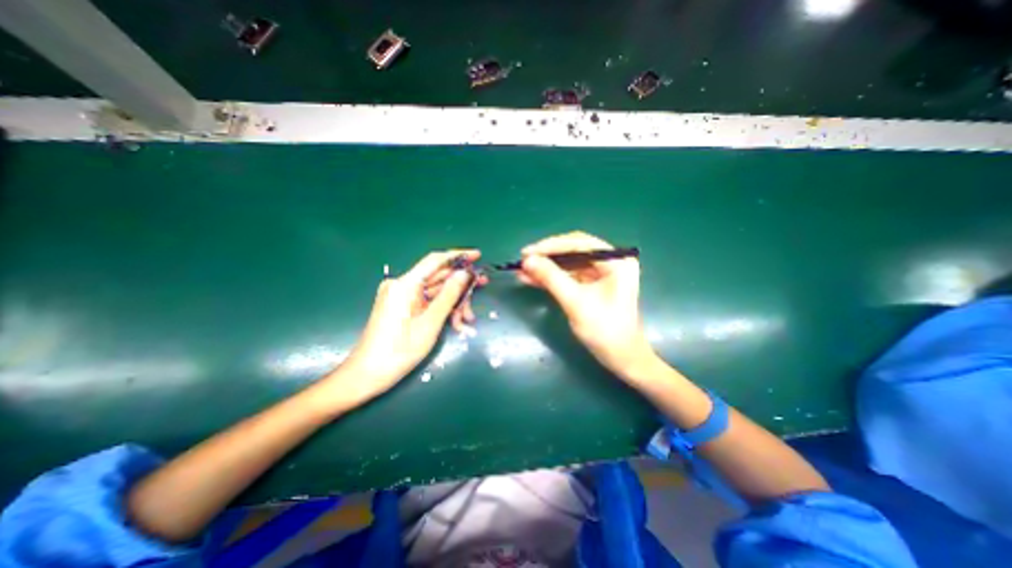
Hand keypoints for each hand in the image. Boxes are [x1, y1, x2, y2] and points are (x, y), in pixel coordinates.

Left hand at [323, 249, 484, 403]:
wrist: (367, 375)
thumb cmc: (399, 351)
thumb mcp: (430, 323)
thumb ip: (449, 295)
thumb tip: (464, 273)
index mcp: (405, 285)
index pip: (435, 260)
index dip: (458, 256)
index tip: (478, 256)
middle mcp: (402, 285)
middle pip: (438, 277)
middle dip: (460, 287)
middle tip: (481, 288)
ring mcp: (401, 296)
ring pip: (435, 291)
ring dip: (454, 303)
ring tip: (467, 320)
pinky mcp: (402, 306)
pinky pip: (427, 301)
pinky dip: (442, 309)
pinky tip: (455, 323)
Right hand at [522, 231, 656, 380]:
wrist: (621, 359)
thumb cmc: (605, 331)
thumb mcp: (575, 302)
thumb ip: (551, 278)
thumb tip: (527, 260)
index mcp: (616, 261)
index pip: (579, 243)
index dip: (550, 246)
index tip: (527, 253)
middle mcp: (611, 261)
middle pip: (573, 251)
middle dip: (547, 257)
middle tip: (523, 260)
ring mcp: (602, 273)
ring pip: (568, 264)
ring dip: (546, 268)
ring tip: (522, 271)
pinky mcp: (593, 285)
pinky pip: (569, 276)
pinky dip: (552, 278)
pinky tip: (532, 279)